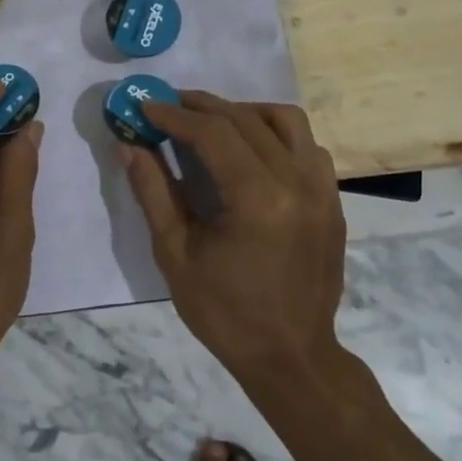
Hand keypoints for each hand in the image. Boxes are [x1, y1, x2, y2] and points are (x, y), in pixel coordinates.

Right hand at [123, 92, 345, 383]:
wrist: (291, 356)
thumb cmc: (225, 312)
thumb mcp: (175, 254)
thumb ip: (153, 191)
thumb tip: (128, 145)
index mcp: (258, 199)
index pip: (213, 133)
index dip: (174, 114)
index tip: (145, 105)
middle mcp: (297, 182)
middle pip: (246, 119)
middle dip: (201, 106)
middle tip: (167, 105)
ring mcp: (322, 189)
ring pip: (286, 121)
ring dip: (244, 112)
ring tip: (211, 122)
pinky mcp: (332, 200)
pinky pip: (307, 146)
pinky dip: (277, 134)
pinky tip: (252, 151)